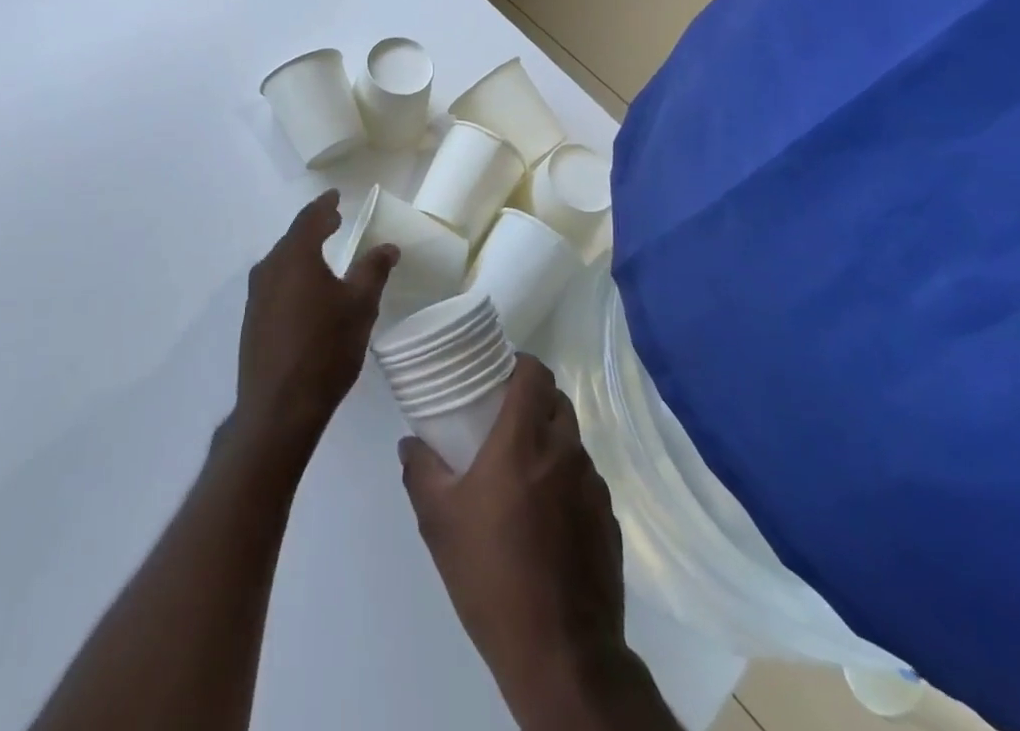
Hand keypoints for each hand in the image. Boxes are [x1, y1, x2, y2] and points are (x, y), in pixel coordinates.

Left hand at [229, 190, 397, 466]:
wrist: (278, 408)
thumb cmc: (325, 348)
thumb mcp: (360, 306)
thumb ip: (373, 270)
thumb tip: (388, 246)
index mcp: (295, 256)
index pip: (310, 218)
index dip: (325, 204)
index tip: (335, 195)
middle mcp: (270, 268)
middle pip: (293, 237)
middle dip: (315, 226)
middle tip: (334, 220)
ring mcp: (256, 295)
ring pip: (282, 261)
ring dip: (303, 251)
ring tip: (323, 252)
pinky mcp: (252, 320)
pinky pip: (275, 283)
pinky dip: (293, 274)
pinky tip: (306, 291)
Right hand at [400, 356, 633, 722]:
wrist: (562, 656)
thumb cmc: (492, 576)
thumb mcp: (438, 521)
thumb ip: (420, 471)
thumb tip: (410, 443)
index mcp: (524, 440)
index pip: (534, 373)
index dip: (518, 364)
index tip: (496, 375)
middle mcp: (565, 452)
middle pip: (557, 401)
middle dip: (533, 399)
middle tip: (503, 419)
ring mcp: (594, 487)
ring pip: (573, 441)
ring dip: (550, 441)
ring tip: (522, 471)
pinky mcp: (609, 522)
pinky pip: (586, 481)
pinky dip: (567, 481)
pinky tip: (546, 517)